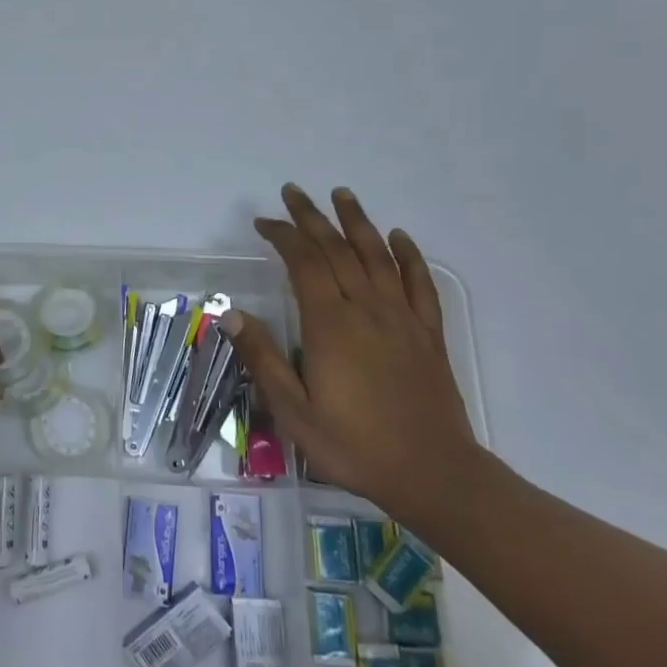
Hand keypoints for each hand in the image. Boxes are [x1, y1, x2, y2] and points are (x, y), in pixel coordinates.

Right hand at [224, 184, 477, 518]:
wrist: (434, 475)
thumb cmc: (354, 445)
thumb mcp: (293, 412)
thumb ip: (263, 359)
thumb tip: (232, 314)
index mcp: (330, 325)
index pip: (304, 263)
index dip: (283, 236)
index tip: (264, 223)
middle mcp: (366, 310)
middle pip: (337, 249)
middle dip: (312, 217)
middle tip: (294, 192)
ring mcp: (402, 318)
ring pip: (378, 256)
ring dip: (357, 222)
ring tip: (342, 195)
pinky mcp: (428, 334)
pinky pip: (419, 283)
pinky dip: (409, 255)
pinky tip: (399, 237)